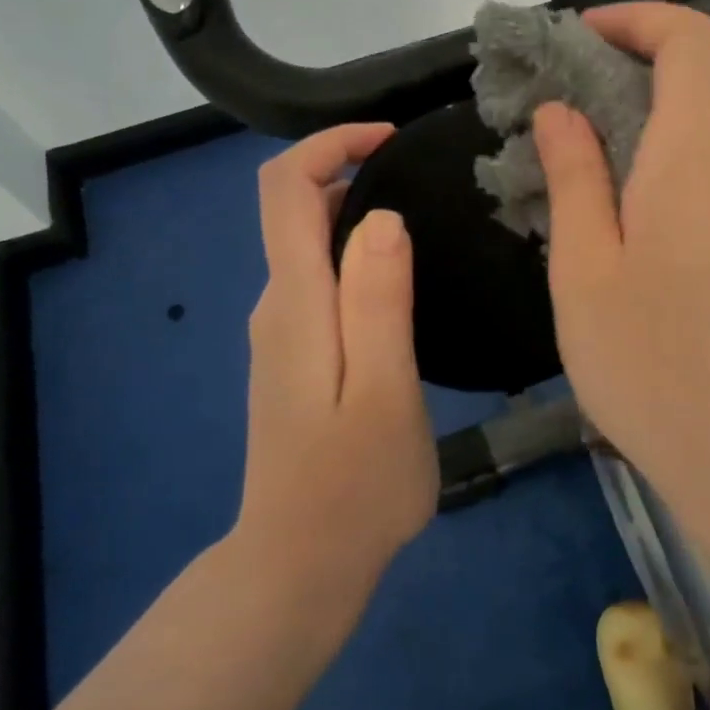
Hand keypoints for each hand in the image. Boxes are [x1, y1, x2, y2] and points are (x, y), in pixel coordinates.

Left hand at [235, 125, 436, 600]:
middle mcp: (278, 306)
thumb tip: (380, 216)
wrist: (300, 568)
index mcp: (296, 302)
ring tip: (431, 226)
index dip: (330, 144)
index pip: (284, 189)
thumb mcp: (384, 389)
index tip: (392, 140)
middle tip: (431, 184)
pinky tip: (406, 286)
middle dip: (354, 174)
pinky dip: (358, 259)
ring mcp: (282, 335)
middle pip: (296, 210)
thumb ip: (378, 299)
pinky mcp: (296, 361)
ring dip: (360, 218)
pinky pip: (322, 284)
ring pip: (312, 248)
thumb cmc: (354, 485)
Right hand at [534, 3, 709, 505]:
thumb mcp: (585, 267)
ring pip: (700, 138)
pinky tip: (618, 223)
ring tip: (574, 169)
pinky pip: (709, 182)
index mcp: (694, 159)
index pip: (692, 40)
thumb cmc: (648, 361)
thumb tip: (563, 111)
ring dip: (640, 130)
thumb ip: (575, 176)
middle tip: (555, 112)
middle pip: (695, 86)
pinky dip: (662, 171)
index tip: (579, 39)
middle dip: (624, 77)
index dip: (638, 18)